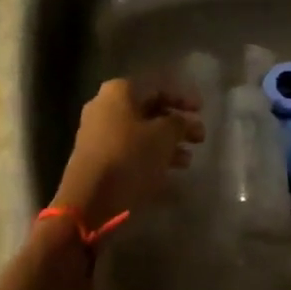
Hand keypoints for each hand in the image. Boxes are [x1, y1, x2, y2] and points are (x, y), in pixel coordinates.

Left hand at [52, 76, 203, 227]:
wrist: (88, 201)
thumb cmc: (129, 157)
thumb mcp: (163, 137)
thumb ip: (179, 123)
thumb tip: (184, 121)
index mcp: (119, 91)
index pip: (157, 88)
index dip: (182, 99)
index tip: (202, 111)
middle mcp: (105, 107)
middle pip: (149, 111)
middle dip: (176, 125)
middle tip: (199, 138)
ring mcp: (98, 134)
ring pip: (140, 134)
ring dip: (166, 145)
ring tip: (187, 161)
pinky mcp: (97, 160)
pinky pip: (130, 153)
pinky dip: (149, 160)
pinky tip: (169, 176)